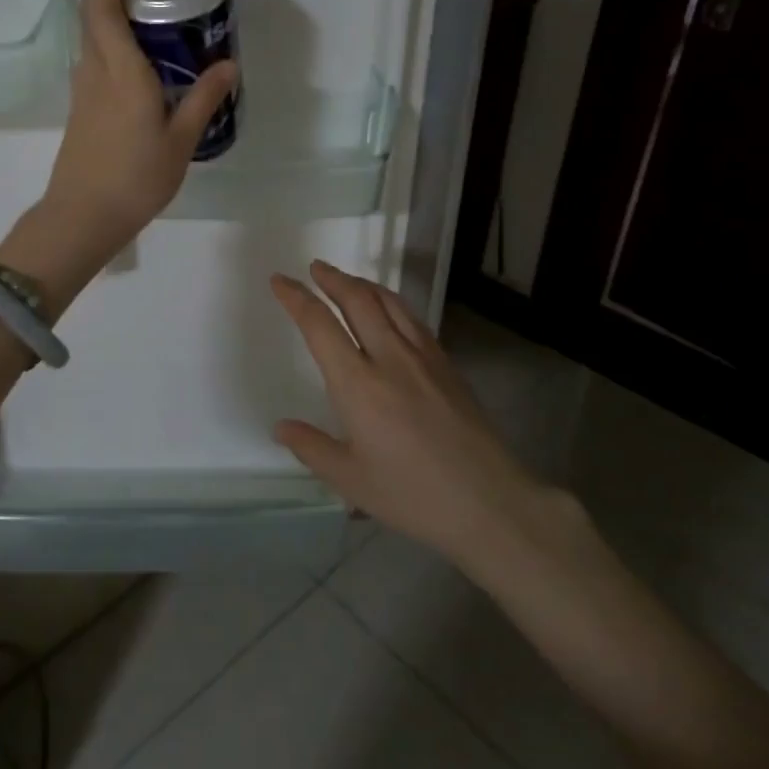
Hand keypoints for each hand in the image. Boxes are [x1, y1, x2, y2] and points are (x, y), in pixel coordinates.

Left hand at [40, 0, 237, 267]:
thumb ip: (203, 100)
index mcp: (122, 74)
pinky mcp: (79, 113)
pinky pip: (92, 66)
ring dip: (104, 21)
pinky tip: (129, 65)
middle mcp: (96, 75)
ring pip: (90, 44)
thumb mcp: (180, 140)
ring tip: (137, 17)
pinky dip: (106, 49)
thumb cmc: (136, 177)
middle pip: (92, 22)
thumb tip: (228, 66)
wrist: (83, 216)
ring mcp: (82, 95)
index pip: (104, 12)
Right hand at [271, 261, 548, 569]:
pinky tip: (390, 310)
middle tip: (314, 267)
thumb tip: (280, 427)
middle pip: (358, 300)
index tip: (279, 280)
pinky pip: (413, 319)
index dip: (296, 298)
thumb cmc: (412, 495)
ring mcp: (423, 357)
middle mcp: (389, 358)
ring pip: (389, 303)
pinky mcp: (447, 364)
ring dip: (363, 284)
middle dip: (332, 278)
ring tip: (347, 280)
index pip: (319, 325)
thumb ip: (312, 448)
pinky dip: (392, 303)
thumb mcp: (351, 480)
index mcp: (358, 384)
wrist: (488, 501)